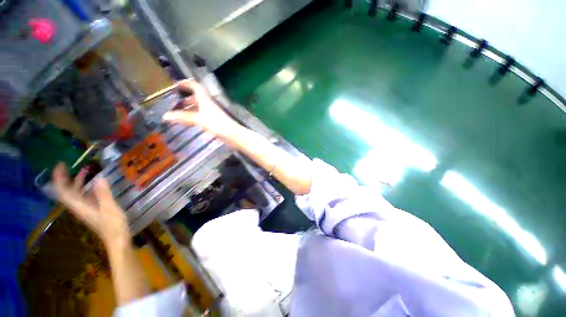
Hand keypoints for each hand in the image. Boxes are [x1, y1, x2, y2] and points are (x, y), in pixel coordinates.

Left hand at [52, 163, 129, 246]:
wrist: (116, 239)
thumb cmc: (113, 225)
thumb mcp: (110, 208)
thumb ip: (104, 193)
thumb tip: (100, 177)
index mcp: (80, 206)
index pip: (63, 191)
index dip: (59, 178)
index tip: (61, 165)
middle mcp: (79, 207)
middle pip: (67, 191)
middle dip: (66, 177)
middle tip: (69, 165)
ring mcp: (85, 209)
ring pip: (76, 193)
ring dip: (77, 181)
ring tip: (86, 169)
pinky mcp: (92, 210)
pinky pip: (84, 196)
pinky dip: (86, 188)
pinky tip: (95, 183)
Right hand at [162, 79, 240, 137]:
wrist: (233, 135)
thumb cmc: (217, 124)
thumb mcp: (199, 119)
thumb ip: (183, 117)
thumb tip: (165, 116)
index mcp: (206, 100)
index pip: (196, 86)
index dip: (187, 83)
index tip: (176, 85)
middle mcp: (210, 104)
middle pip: (197, 97)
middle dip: (186, 98)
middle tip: (175, 102)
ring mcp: (213, 113)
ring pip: (200, 107)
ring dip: (190, 108)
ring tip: (179, 113)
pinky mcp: (215, 121)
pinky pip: (203, 115)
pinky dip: (195, 116)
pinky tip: (190, 121)